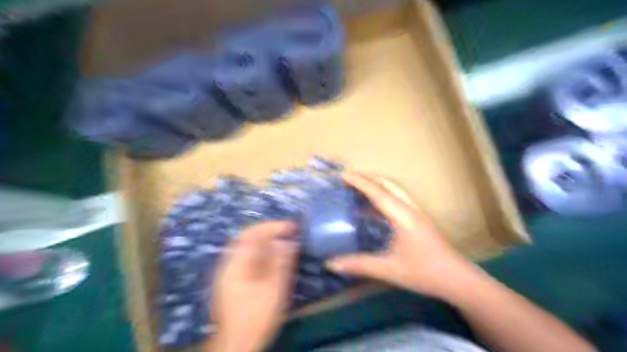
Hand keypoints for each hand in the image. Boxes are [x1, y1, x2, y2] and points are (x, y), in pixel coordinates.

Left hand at [208, 222, 298, 351]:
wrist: (236, 344)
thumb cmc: (257, 316)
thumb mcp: (274, 289)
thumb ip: (281, 263)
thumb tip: (288, 241)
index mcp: (236, 263)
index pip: (253, 233)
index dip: (273, 226)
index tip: (292, 226)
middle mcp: (229, 263)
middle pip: (248, 237)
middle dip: (270, 231)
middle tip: (289, 231)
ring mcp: (229, 271)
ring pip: (248, 246)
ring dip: (266, 240)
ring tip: (284, 241)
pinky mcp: (232, 279)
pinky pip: (247, 257)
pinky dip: (262, 251)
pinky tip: (273, 257)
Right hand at [324, 171, 480, 299]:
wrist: (458, 279)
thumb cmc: (425, 272)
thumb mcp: (390, 269)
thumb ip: (360, 265)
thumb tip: (331, 264)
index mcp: (403, 216)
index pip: (378, 193)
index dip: (360, 182)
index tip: (343, 175)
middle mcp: (410, 209)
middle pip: (388, 185)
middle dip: (368, 178)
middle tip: (348, 177)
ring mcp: (416, 213)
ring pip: (394, 191)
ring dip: (377, 185)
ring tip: (359, 187)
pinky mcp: (419, 220)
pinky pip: (398, 200)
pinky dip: (383, 196)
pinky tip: (374, 209)